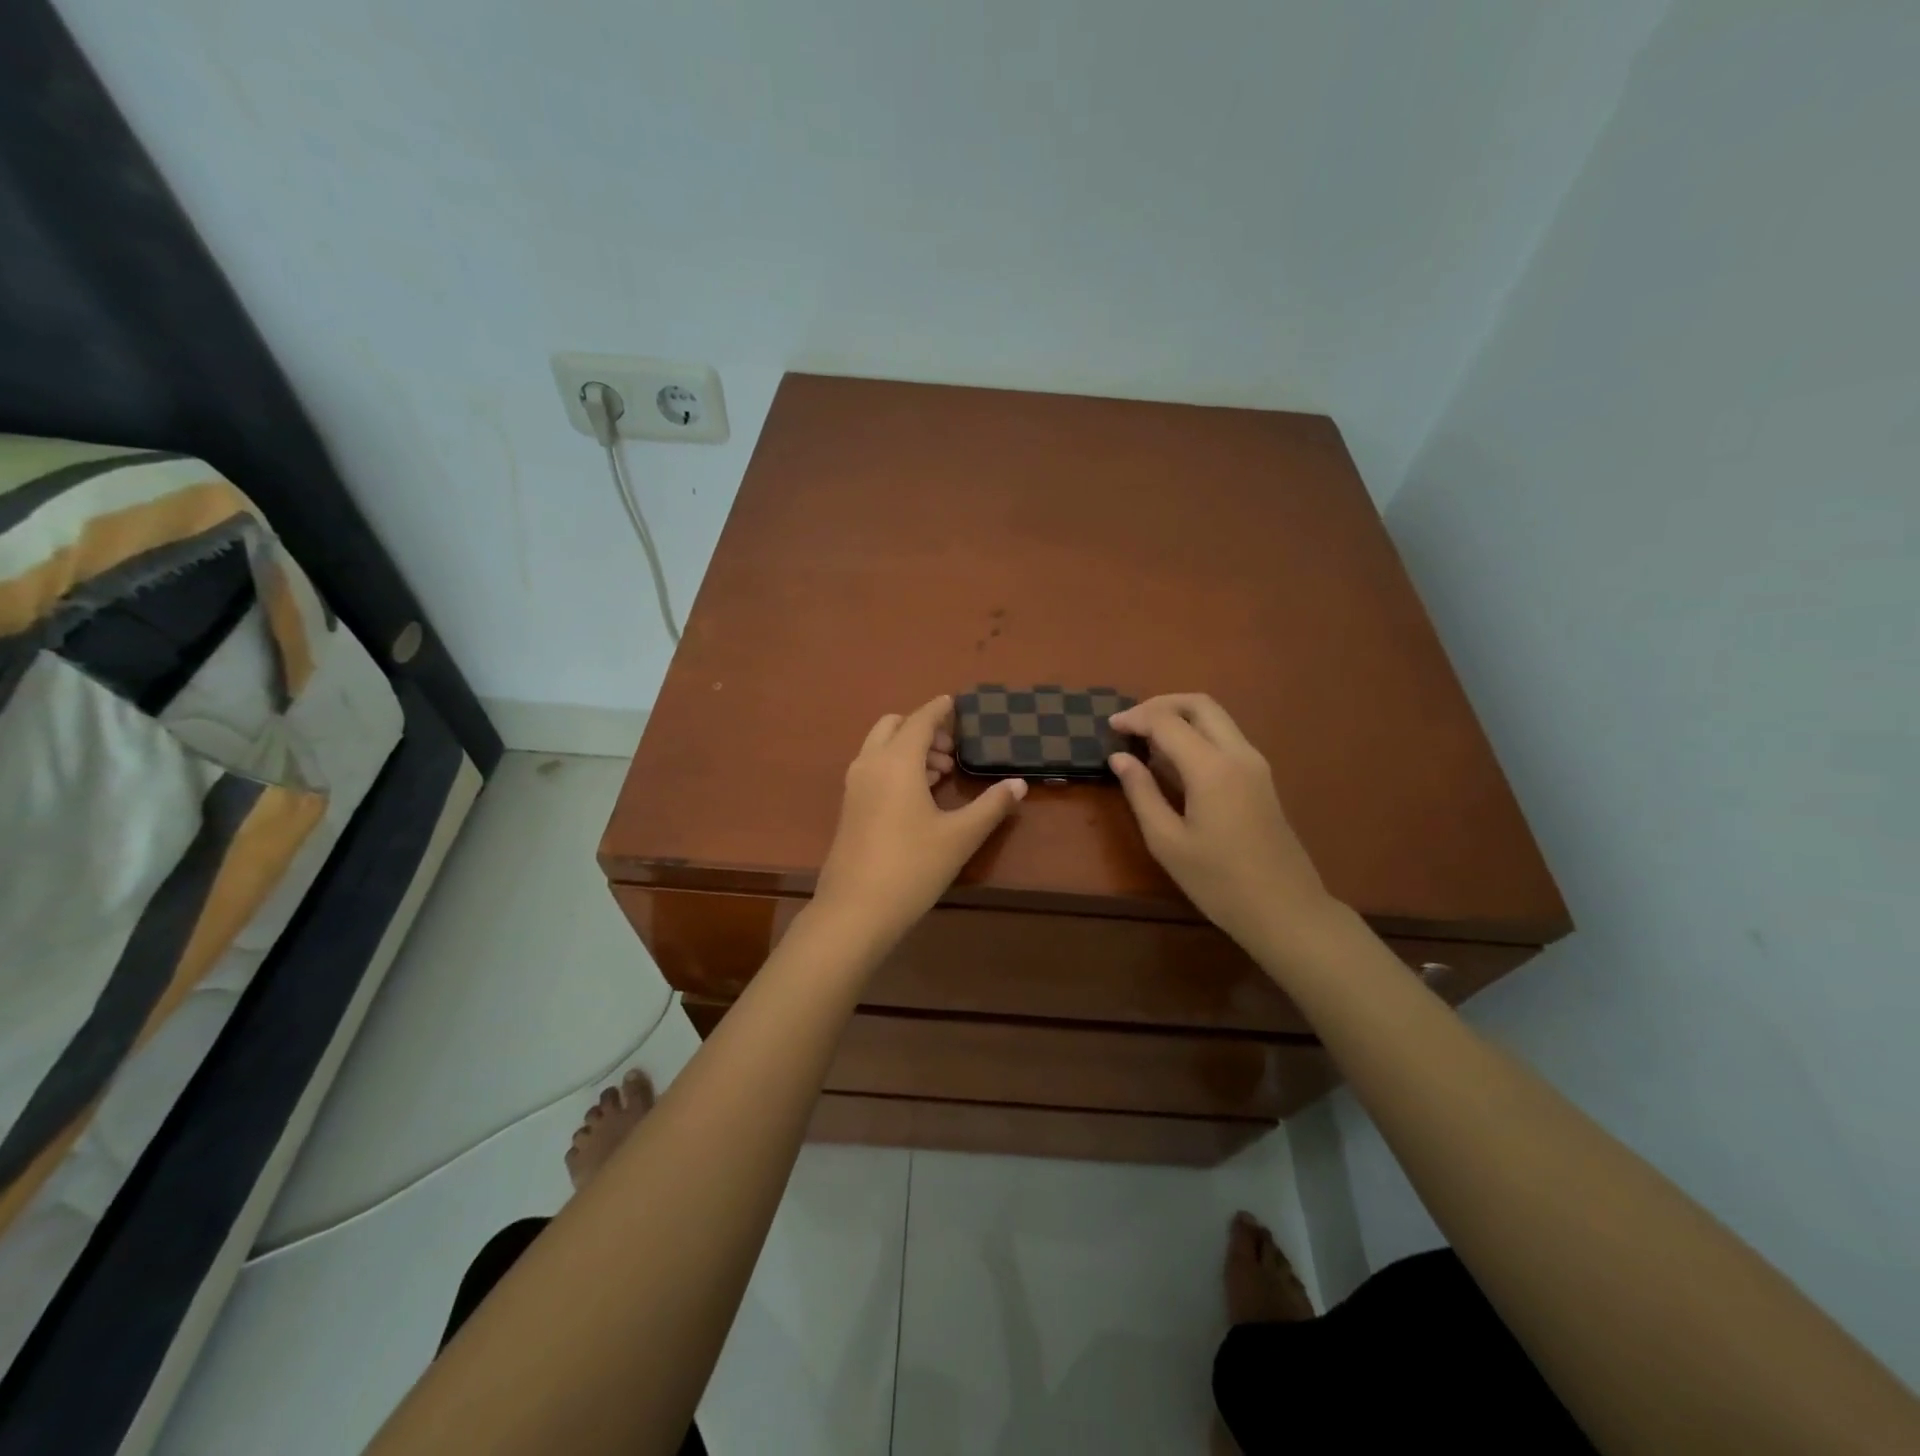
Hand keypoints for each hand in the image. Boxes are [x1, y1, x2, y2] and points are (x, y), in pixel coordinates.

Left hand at [813, 695, 1026, 947]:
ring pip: (880, 748)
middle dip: (922, 729)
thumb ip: (991, 806)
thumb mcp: (960, 836)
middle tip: (952, 752)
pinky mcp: (849, 807)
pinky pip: (873, 768)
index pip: (920, 720)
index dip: (939, 709)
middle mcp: (870, 764)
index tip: (955, 702)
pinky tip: (919, 797)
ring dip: (909, 749)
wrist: (856, 910)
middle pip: (893, 726)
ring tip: (941, 776)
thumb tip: (1019, 783)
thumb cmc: (912, 866)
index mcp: (897, 762)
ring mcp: (854, 786)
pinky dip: (895, 766)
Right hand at [1108, 694, 1334, 953]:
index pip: (1167, 722)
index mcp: (1212, 768)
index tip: (1109, 728)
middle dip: (1160, 705)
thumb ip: (1141, 793)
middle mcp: (1238, 754)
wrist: (1285, 910)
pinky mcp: (1261, 778)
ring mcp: (1255, 764)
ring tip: (1146, 740)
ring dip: (1179, 717)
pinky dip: (1196, 734)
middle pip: (1199, 704)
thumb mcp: (1167, 842)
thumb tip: (1119, 758)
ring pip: (1216, 718)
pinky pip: (1225, 737)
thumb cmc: (1219, 881)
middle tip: (1130, 723)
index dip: (1135, 718)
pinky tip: (1174, 760)